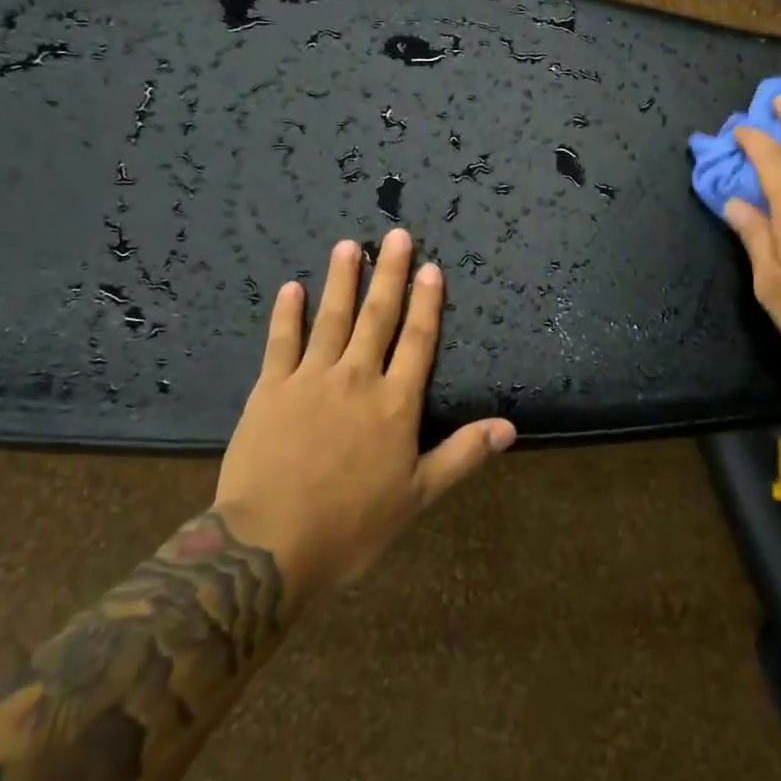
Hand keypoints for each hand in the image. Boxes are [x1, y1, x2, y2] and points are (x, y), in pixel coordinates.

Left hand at [212, 228, 515, 598]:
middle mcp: (357, 379)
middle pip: (377, 317)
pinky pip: (281, 342)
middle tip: (395, 235)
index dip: (427, 303)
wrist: (270, 545)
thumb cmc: (351, 525)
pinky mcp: (270, 390)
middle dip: (389, 274)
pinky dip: (287, 314)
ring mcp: (310, 380)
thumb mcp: (417, 496)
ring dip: (342, 280)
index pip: (418, 341)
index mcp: (395, 404)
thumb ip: (463, 455)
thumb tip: (510, 427)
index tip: (431, 267)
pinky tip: (292, 288)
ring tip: (348, 245)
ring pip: (331, 318)